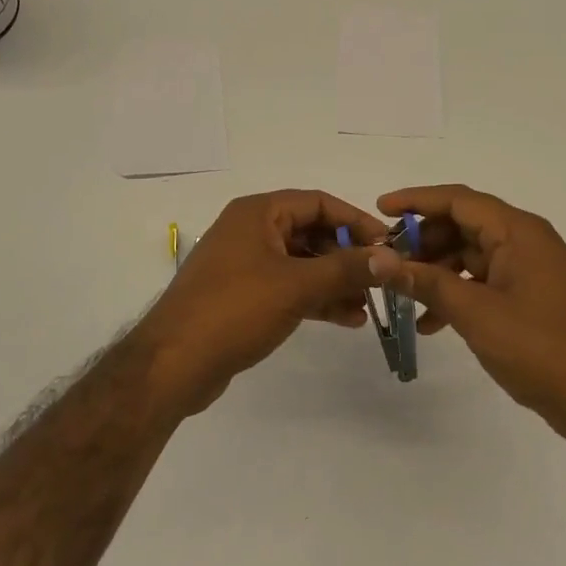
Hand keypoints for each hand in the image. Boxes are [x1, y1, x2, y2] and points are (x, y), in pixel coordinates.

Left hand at [132, 190, 387, 417]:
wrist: (174, 364)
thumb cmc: (235, 309)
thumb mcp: (296, 285)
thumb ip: (346, 268)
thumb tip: (391, 257)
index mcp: (258, 213)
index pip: (317, 202)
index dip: (354, 220)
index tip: (387, 245)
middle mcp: (250, 231)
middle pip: (310, 232)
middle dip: (347, 256)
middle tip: (380, 279)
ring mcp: (244, 265)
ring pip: (301, 263)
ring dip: (334, 281)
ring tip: (368, 305)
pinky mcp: (243, 296)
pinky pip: (288, 287)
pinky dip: (315, 298)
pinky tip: (346, 319)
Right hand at [370, 185, 565, 445]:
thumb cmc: (540, 347)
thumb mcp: (475, 313)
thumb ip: (426, 282)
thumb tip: (379, 260)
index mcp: (518, 232)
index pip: (459, 200)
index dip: (416, 201)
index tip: (379, 209)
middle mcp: (525, 241)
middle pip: (463, 226)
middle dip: (422, 242)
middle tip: (385, 261)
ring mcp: (530, 271)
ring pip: (471, 257)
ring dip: (436, 272)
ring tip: (402, 296)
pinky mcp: (530, 298)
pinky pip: (484, 282)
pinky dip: (456, 294)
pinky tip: (430, 324)